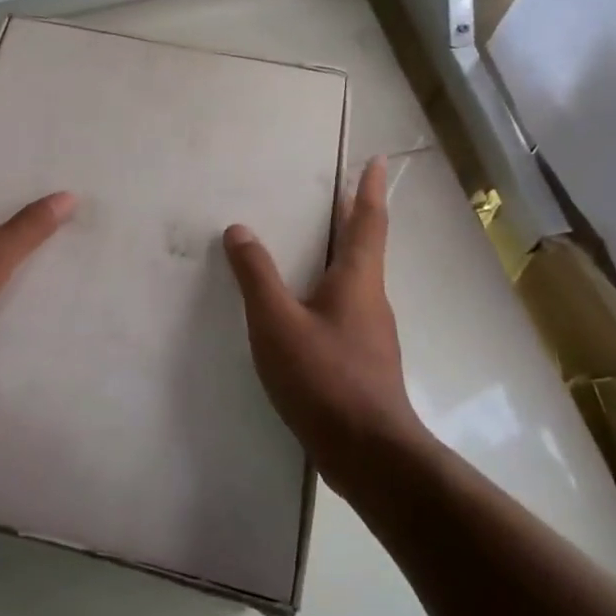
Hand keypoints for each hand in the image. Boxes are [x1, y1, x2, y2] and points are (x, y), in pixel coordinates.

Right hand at [223, 156, 426, 489]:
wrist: (369, 453)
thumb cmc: (324, 377)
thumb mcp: (277, 322)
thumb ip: (256, 276)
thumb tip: (239, 230)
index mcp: (357, 280)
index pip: (367, 222)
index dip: (369, 190)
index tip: (376, 161)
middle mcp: (370, 299)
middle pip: (363, 248)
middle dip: (351, 218)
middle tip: (334, 194)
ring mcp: (371, 333)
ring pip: (354, 281)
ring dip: (338, 255)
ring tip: (309, 246)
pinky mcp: (363, 362)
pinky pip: (344, 309)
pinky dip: (327, 291)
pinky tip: (304, 309)